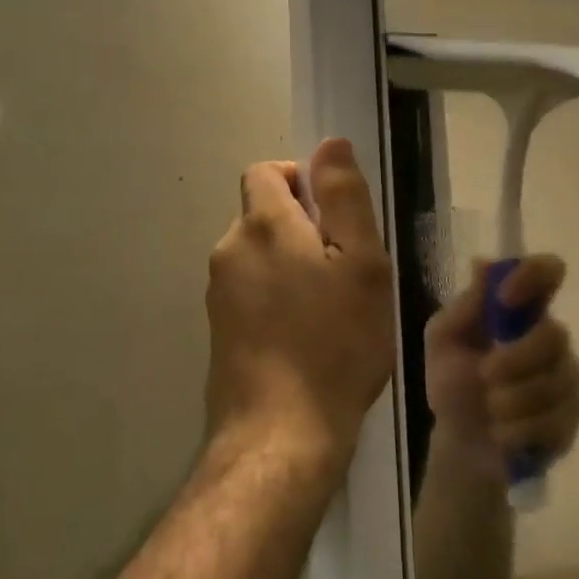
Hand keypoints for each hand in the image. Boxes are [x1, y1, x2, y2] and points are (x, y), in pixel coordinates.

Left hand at [205, 139, 395, 475]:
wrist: (281, 435)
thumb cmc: (335, 343)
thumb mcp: (361, 263)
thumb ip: (344, 197)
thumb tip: (329, 144)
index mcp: (263, 225)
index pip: (267, 172)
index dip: (302, 180)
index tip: (337, 217)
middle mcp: (229, 250)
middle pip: (264, 214)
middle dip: (304, 227)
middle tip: (347, 270)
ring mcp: (218, 294)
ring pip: (259, 256)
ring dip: (293, 265)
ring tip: (332, 308)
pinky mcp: (219, 331)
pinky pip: (252, 293)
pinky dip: (278, 298)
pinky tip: (307, 337)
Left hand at [425, 255, 578, 478]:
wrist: (461, 444)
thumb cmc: (453, 383)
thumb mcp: (444, 341)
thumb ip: (464, 306)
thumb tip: (483, 263)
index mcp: (521, 309)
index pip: (548, 271)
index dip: (533, 276)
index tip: (505, 298)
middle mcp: (551, 336)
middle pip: (555, 334)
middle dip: (516, 358)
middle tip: (485, 374)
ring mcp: (567, 376)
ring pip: (556, 381)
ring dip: (513, 399)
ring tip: (490, 410)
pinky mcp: (573, 416)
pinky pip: (557, 419)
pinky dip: (521, 430)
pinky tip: (503, 434)